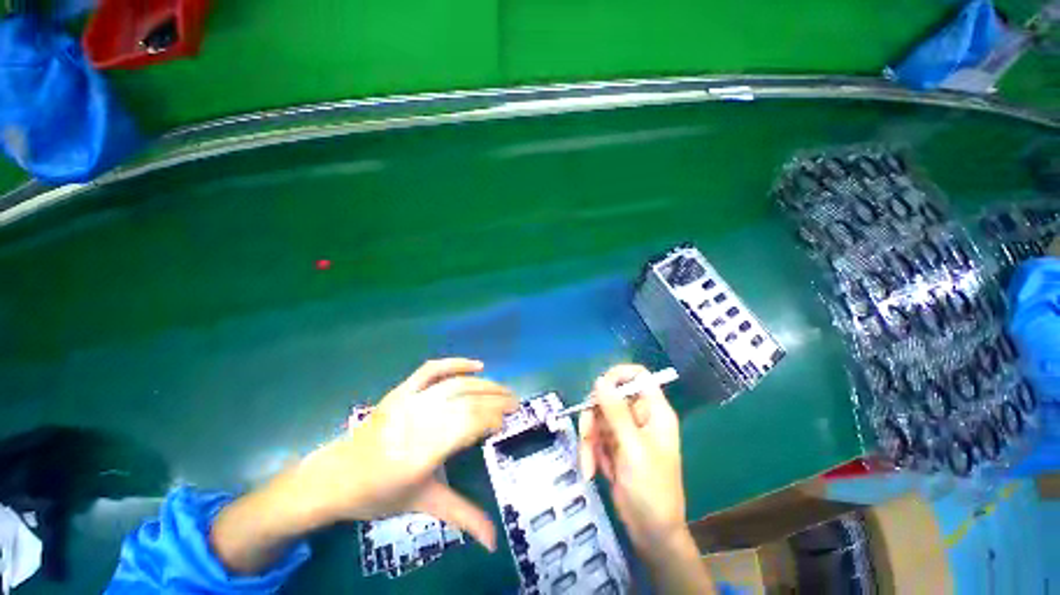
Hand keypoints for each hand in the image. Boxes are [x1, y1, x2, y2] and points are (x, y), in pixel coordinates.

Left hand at [288, 358, 516, 549]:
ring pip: (455, 384)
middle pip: (466, 401)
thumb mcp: (423, 504)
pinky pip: (432, 369)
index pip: (468, 424)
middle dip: (495, 399)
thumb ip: (462, 516)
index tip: (508, 420)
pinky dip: (456, 363)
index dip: (492, 417)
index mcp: (422, 453)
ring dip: (484, 384)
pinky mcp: (401, 391)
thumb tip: (494, 542)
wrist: (335, 477)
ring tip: (503, 389)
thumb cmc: (379, 495)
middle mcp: (417, 421)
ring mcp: (408, 402)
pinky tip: (477, 365)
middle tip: (515, 402)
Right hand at [578, 364, 685, 551]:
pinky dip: (590, 451)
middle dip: (594, 417)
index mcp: (654, 411)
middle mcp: (639, 415)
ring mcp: (625, 430)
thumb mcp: (632, 448)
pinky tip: (594, 471)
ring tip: (590, 465)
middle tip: (588, 438)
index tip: (598, 388)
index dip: (618, 375)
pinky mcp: (613, 444)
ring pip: (597, 416)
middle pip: (609, 396)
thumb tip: (600, 380)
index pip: (638, 376)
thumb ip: (616, 412)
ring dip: (589, 440)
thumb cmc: (651, 490)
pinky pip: (594, 435)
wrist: (650, 532)